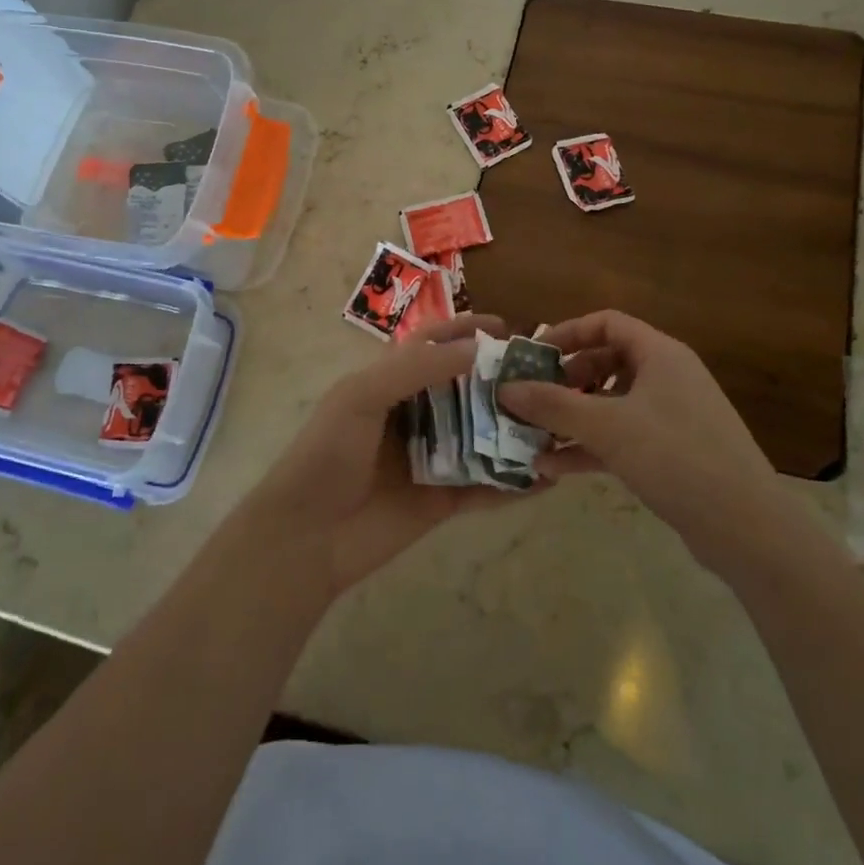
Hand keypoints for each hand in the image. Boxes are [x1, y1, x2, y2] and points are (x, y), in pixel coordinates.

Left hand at [244, 314, 529, 596]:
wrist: (305, 537)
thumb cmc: (328, 453)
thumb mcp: (362, 395)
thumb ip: (417, 369)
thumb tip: (477, 349)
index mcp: (390, 384)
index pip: (433, 346)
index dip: (466, 331)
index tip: (507, 327)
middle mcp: (415, 415)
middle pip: (466, 389)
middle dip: (502, 379)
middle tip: (546, 374)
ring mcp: (432, 459)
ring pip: (482, 436)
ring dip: (514, 428)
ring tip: (558, 419)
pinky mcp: (443, 501)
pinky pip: (487, 488)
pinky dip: (515, 483)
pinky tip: (549, 477)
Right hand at [497, 310, 781, 568]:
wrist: (746, 527)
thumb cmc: (675, 456)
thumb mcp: (607, 426)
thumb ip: (553, 404)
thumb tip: (504, 387)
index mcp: (660, 354)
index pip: (606, 324)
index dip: (567, 333)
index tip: (532, 355)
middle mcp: (667, 377)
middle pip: (606, 363)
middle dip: (564, 380)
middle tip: (531, 398)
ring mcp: (671, 417)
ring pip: (611, 405)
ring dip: (572, 418)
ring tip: (533, 435)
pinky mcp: (672, 453)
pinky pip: (622, 438)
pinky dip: (590, 447)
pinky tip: (553, 469)